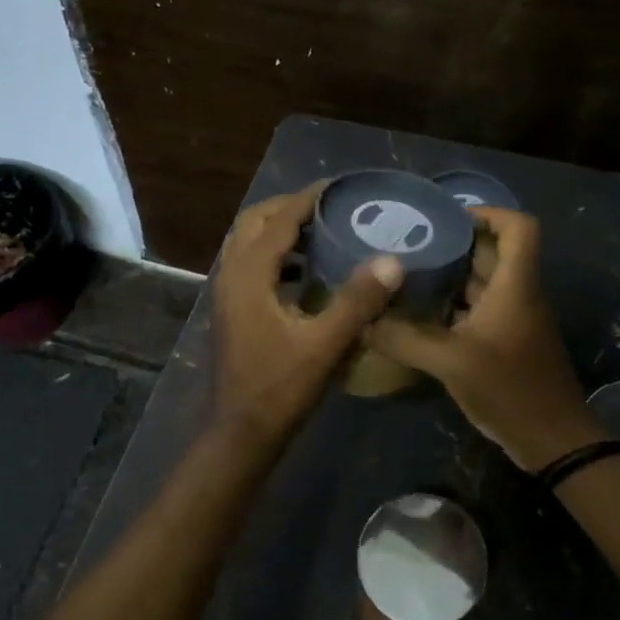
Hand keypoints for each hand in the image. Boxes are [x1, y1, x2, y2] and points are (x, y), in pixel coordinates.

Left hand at [210, 184, 403, 447]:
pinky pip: (250, 265)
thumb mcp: (324, 345)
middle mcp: (231, 276)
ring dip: (279, 230)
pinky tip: (306, 273)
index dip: (308, 199)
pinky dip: (275, 255)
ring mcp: (228, 294)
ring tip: (321, 232)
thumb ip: (357, 301)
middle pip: (253, 222)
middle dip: (288, 208)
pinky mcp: (233, 311)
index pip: (278, 221)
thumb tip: (392, 260)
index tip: (338, 186)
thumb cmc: (279, 389)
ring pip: (247, 243)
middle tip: (328, 207)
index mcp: (249, 276)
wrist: (240, 434)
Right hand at [366, 208, 604, 470]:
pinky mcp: (507, 341)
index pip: (519, 227)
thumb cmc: (509, 389)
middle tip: (410, 245)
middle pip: (493, 251)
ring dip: (451, 276)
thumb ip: (405, 339)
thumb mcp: (451, 362)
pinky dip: (453, 305)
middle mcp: (518, 294)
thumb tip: (362, 321)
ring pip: (483, 282)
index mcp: (516, 285)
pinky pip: (479, 308)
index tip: (447, 219)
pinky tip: (420, 315)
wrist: (552, 441)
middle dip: (455, 244)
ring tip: (407, 275)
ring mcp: (514, 319)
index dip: (488, 212)